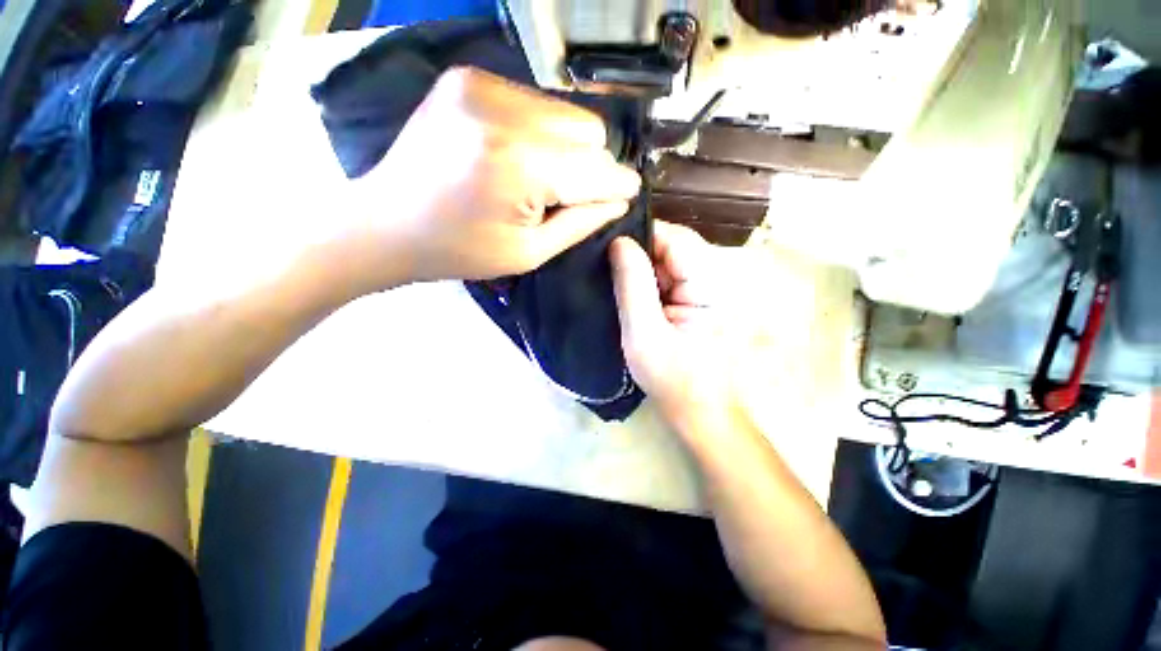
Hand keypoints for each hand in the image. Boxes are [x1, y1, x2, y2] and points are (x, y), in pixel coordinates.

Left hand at [340, 66, 640, 290]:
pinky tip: (518, 157)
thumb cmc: (459, 251)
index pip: (596, 167)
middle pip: (588, 130)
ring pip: (565, 113)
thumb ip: (581, 223)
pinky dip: (541, 131)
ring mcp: (482, 85)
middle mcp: (503, 112)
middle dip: (590, 167)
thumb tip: (618, 199)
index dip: (617, 184)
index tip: (627, 195)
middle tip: (567, 196)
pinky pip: (535, 102)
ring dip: (567, 148)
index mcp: (519, 166)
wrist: (387, 223)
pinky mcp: (469, 78)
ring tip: (540, 179)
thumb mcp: (528, 253)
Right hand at [610, 222, 739, 433]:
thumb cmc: (675, 381)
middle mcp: (716, 276)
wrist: (706, 415)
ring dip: (642, 270)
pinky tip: (632, 295)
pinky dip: (649, 283)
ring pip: (668, 261)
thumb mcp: (644, 334)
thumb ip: (632, 285)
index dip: (638, 235)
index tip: (605, 247)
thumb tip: (619, 241)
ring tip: (614, 282)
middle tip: (605, 270)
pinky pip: (670, 278)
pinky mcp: (700, 300)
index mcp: (710, 282)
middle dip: (638, 255)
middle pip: (671, 246)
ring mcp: (710, 288)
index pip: (672, 236)